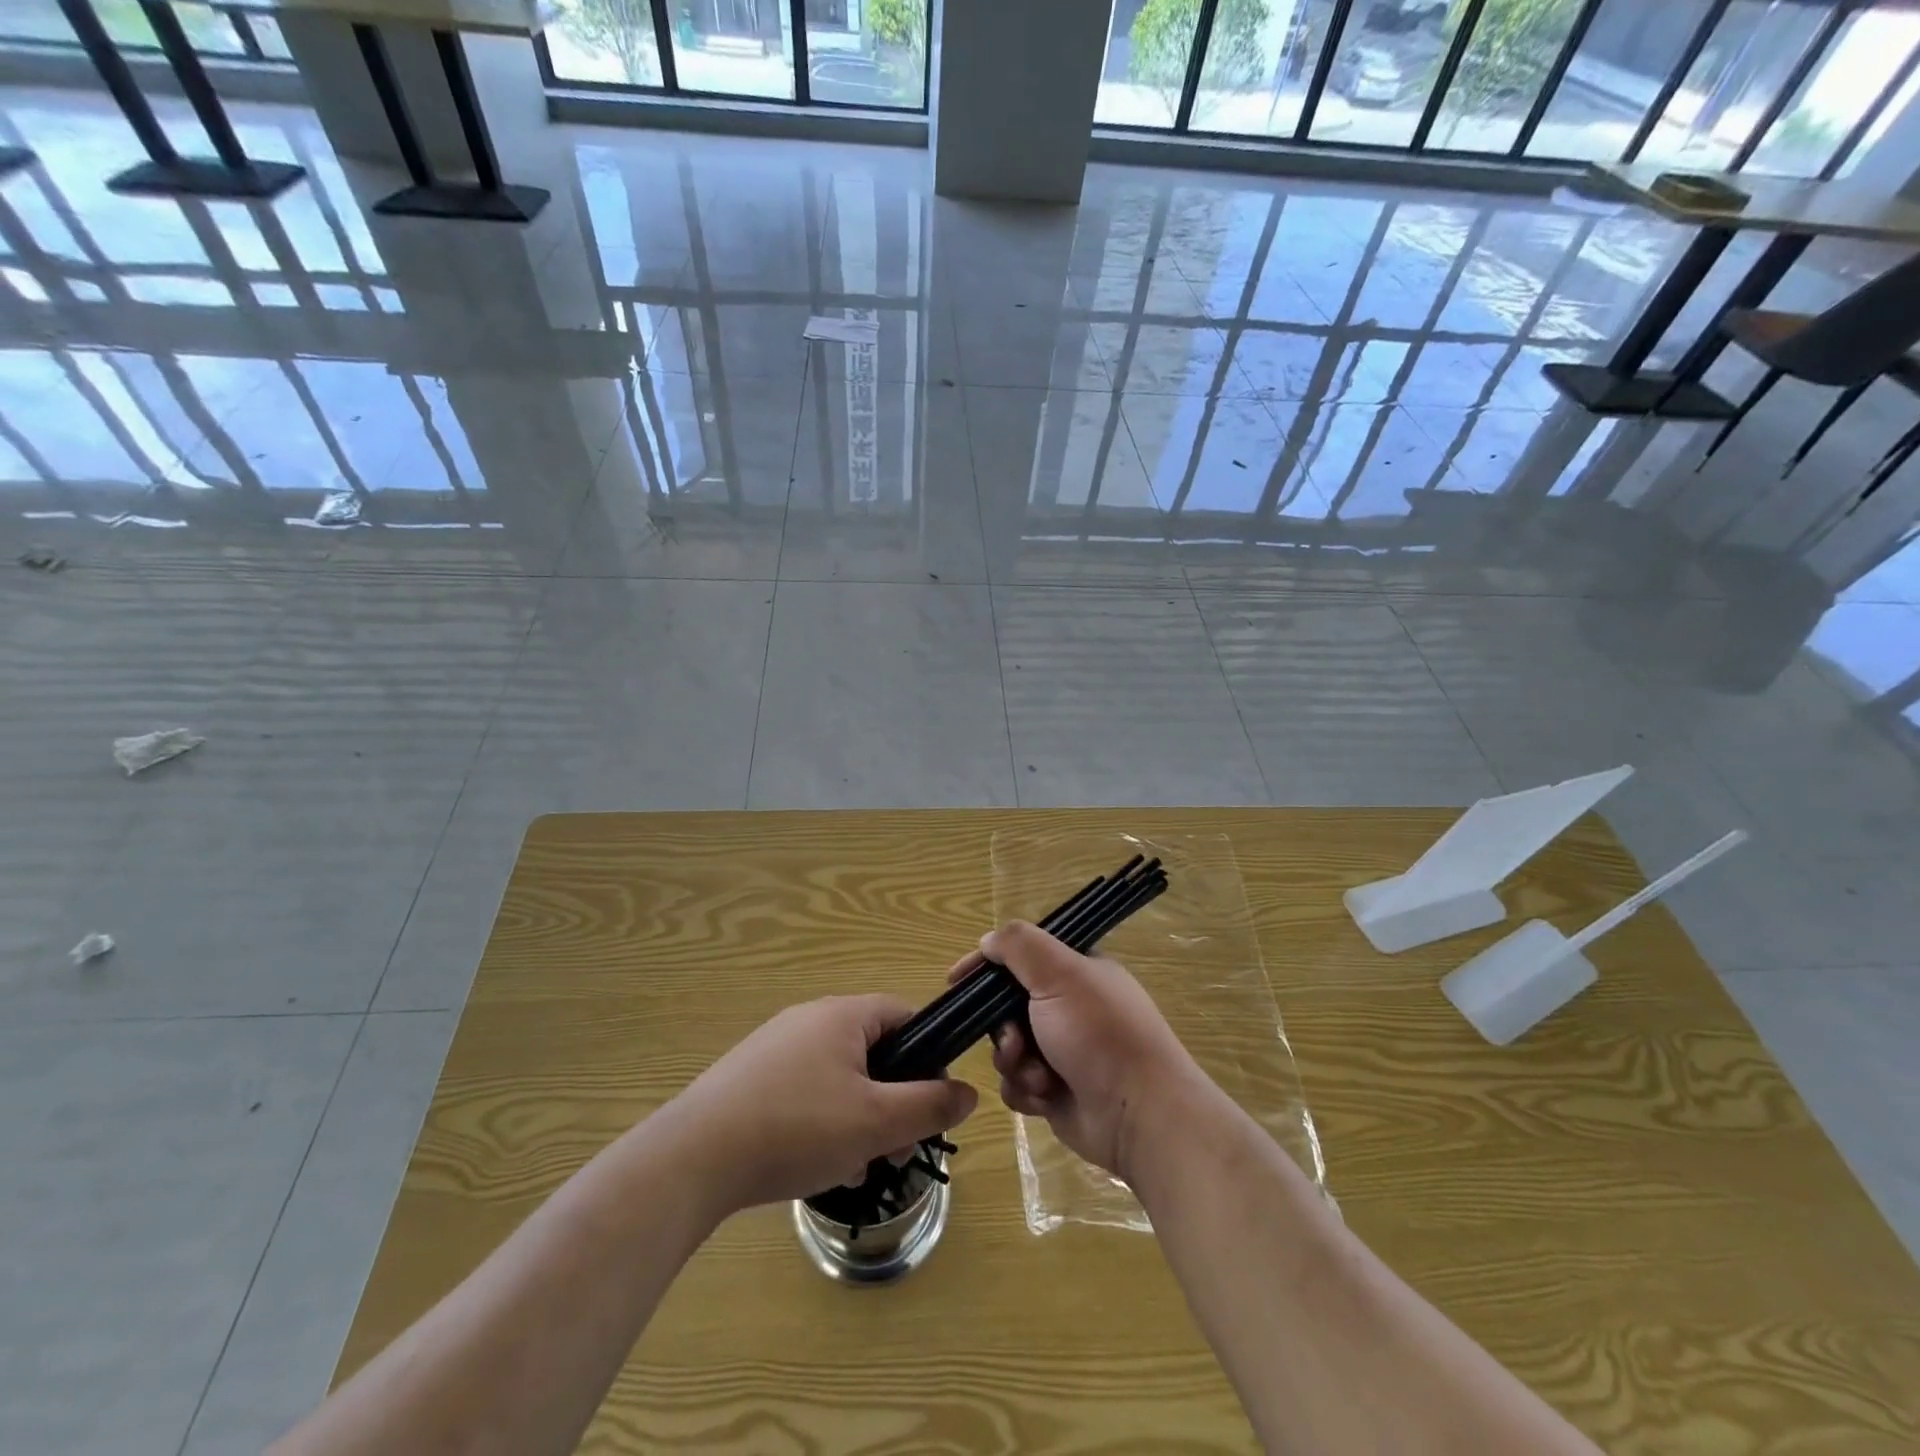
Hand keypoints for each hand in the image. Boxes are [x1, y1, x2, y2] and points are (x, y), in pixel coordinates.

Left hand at [663, 995, 976, 1216]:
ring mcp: (775, 1047)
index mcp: (843, 1014)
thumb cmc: (797, 1128)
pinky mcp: (749, 1078)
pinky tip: (814, 1164)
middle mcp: (809, 1019)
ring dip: (858, 1118)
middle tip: (892, 1149)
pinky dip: (821, 1122)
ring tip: (854, 1166)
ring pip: (839, 1077)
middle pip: (872, 1051)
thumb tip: (969, 1093)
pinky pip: (804, 1091)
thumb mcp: (876, 1122)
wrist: (693, 1158)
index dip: (928, 1056)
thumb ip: (929, 1105)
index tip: (931, 1104)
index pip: (904, 1016)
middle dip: (892, 1100)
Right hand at [971, 921, 1206, 1179]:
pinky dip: (1025, 1089)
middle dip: (1003, 1027)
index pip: (1022, 955)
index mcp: (1078, 971)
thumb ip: (1019, 946)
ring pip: (1008, 1047)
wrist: (1139, 1115)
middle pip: (1007, 1006)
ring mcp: (1063, 1050)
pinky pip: (1018, 1083)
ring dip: (1015, 1062)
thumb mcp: (1059, 974)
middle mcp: (1070, 1007)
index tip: (956, 980)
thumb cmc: (1099, 1034)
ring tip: (1037, 1075)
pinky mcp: (1056, 1090)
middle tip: (1014, 1041)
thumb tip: (988, 940)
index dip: (988, 964)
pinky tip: (1044, 1096)